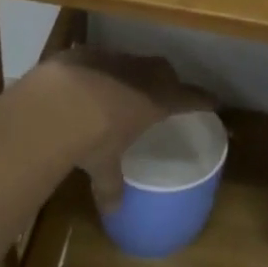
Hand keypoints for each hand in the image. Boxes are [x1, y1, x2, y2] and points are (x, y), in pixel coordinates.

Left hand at [37, 47, 216, 211]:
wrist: (53, 102)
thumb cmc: (92, 138)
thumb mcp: (103, 166)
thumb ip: (110, 186)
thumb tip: (112, 213)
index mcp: (157, 101)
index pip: (191, 98)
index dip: (203, 100)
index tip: (214, 102)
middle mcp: (140, 75)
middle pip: (165, 71)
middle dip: (168, 81)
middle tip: (164, 94)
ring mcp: (112, 59)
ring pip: (132, 62)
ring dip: (132, 74)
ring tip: (122, 90)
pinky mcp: (84, 53)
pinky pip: (100, 60)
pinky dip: (99, 71)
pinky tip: (86, 85)